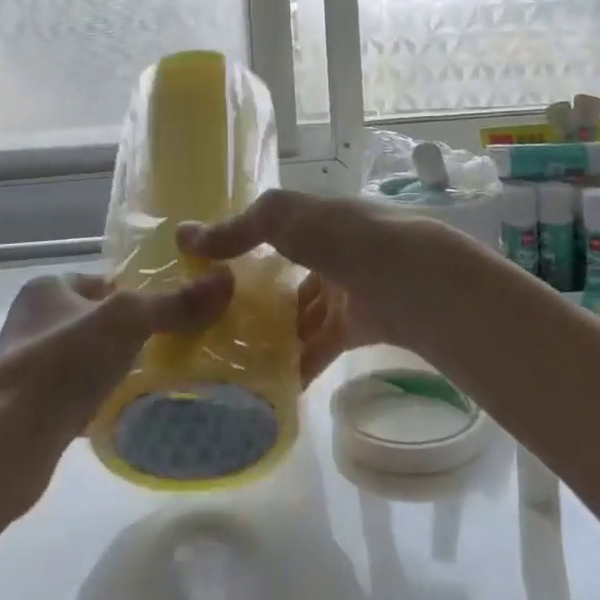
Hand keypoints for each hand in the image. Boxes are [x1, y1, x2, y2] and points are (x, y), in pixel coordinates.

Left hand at [0, 268, 234, 513]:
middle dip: (131, 332)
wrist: (2, 444)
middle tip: (173, 343)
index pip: (104, 279)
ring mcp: (30, 368)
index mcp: (48, 288)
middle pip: (98, 319)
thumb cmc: (62, 363)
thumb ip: (174, 303)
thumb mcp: (127, 321)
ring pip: (89, 358)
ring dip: (117, 367)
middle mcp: (34, 322)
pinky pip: (78, 395)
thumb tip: (227, 280)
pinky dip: (101, 400)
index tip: (171, 309)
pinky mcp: (31, 410)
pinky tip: (126, 409)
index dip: (137, 291)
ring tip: (157, 376)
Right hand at [177, 189, 499, 386]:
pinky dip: (299, 363)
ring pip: (303, 314)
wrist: (414, 282)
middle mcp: (334, 251)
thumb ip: (239, 229)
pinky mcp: (360, 327)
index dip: (242, 246)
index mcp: (318, 218)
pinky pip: (321, 347)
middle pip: (288, 275)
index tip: (206, 271)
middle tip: (213, 322)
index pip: (274, 230)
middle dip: (256, 297)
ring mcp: (349, 290)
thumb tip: (185, 236)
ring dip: (275, 333)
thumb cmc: (344, 238)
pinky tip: (271, 381)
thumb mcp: (284, 219)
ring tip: (233, 356)